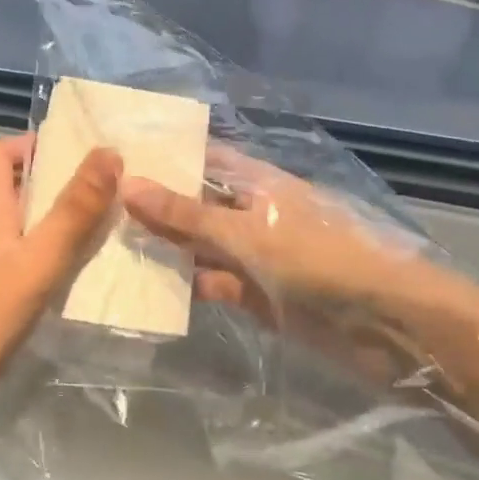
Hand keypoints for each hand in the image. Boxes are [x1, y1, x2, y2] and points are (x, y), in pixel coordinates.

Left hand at [0, 136, 120, 445]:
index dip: (33, 142)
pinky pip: (31, 267)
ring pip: (29, 231)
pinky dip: (59, 262)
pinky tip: (89, 279)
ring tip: (114, 226)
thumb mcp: (35, 262)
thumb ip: (72, 211)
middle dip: (61, 182)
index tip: (79, 146)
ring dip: (65, 223)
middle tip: (113, 185)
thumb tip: (107, 152)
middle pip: (18, 191)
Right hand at [121, 147, 478, 401]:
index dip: (162, 156)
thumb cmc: (319, 259)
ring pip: (200, 245)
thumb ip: (187, 215)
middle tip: (93, 203)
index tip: (112, 156)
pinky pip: (212, 283)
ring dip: (165, 247)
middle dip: (154, 205)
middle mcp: (251, 212)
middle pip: (195, 203)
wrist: (385, 324)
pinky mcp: (256, 294)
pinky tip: (144, 286)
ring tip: (105, 243)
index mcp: (255, 182)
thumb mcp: (248, 232)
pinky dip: (186, 284)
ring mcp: (254, 254)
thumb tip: (127, 183)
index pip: (201, 158)